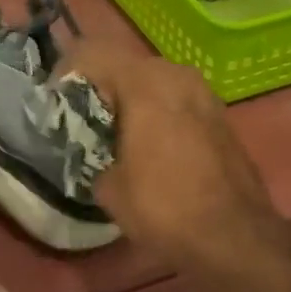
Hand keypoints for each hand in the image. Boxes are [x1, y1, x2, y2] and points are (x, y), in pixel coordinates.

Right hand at [59, 42, 285, 271]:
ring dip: (130, 99)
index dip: (66, 71)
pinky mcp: (221, 115)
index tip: (54, 101)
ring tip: (114, 134)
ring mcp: (205, 93)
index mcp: (145, 82)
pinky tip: (150, 146)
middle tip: (81, 119)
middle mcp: (177, 75)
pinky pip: (177, 100)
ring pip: (154, 81)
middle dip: (100, 86)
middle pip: (125, 64)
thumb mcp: (109, 186)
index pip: (92, 52)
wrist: (236, 239)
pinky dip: (157, 112)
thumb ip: (92, 154)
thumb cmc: (164, 207)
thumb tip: (97, 155)